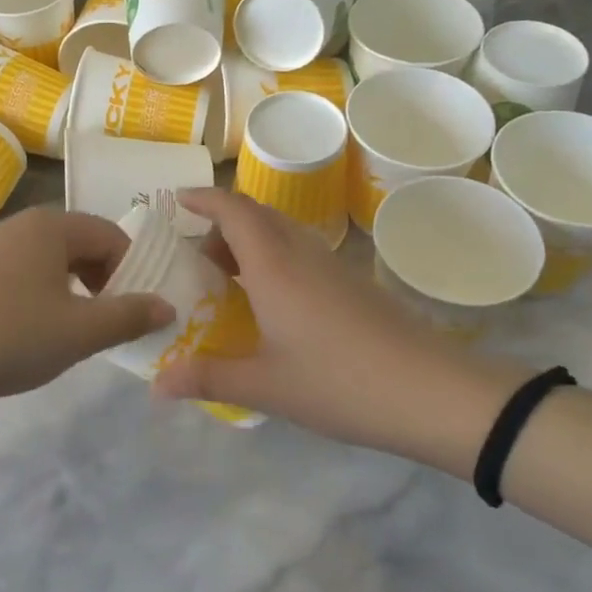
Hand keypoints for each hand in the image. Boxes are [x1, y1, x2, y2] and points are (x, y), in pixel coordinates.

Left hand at [0, 207, 174, 408]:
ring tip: (72, 328)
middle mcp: (20, 224)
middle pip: (80, 243)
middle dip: (103, 279)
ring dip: (72, 288)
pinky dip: (40, 292)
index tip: (133, 311)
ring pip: (49, 258)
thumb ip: (128, 316)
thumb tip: (167, 306)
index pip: (112, 235)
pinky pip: (20, 270)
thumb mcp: (79, 332)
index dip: (132, 270)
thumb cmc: (8, 337)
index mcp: (51, 226)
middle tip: (107, 321)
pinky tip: (30, 329)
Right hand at [151, 190, 523, 473]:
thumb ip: (207, 378)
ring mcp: (332, 266)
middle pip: (256, 215)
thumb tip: (156, 384)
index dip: (202, 198)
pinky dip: (274, 260)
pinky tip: (271, 304)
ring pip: (282, 232)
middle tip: (196, 259)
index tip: (175, 201)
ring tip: (228, 281)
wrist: (434, 393)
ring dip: (249, 242)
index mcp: (273, 266)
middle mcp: (301, 253)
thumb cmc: (340, 382)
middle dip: (221, 224)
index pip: (232, 210)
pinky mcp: (353, 284)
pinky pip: (301, 253)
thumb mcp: (265, 386)